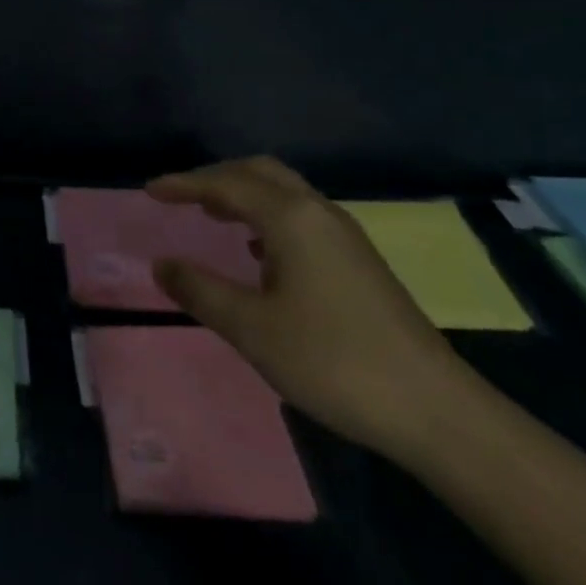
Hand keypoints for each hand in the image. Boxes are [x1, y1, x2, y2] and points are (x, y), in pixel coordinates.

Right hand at [148, 157, 473, 460]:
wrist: (436, 411)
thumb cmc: (334, 361)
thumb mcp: (252, 329)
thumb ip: (200, 291)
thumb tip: (161, 264)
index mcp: (290, 217)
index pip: (226, 184)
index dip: (184, 184)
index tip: (150, 190)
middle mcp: (318, 212)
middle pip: (260, 173)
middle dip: (216, 178)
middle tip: (182, 197)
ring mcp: (345, 236)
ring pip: (284, 193)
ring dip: (245, 195)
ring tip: (214, 217)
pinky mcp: (360, 261)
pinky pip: (301, 216)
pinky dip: (268, 217)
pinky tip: (261, 255)